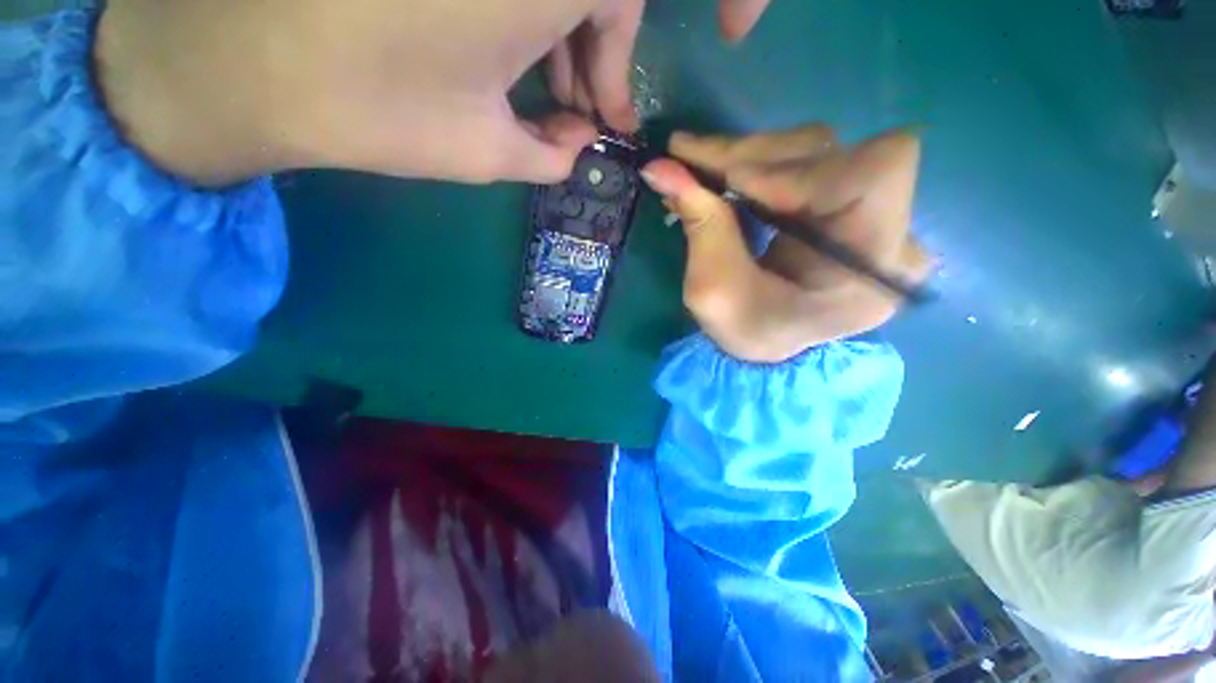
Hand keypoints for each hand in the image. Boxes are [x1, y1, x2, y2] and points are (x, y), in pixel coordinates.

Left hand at [94, 0, 772, 187]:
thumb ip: (546, 150)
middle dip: (615, 46)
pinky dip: (546, 17)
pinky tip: (527, 65)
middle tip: (602, 115)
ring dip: (579, 39)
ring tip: (562, 110)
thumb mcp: (484, 148)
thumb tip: (576, 146)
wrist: (240, 68)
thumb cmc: (365, 109)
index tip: (736, 31)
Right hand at [641, 125, 930, 362]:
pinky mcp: (839, 199)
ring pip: (809, 148)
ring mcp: (866, 208)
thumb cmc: (746, 331)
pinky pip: (798, 160)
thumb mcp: (714, 293)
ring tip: (696, 169)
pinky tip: (718, 174)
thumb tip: (661, 167)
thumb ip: (700, 227)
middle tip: (689, 160)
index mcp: (874, 266)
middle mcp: (886, 226)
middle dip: (751, 157)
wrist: (767, 343)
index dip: (797, 170)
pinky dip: (751, 163)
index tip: (730, 184)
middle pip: (830, 151)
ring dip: (746, 157)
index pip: (872, 174)